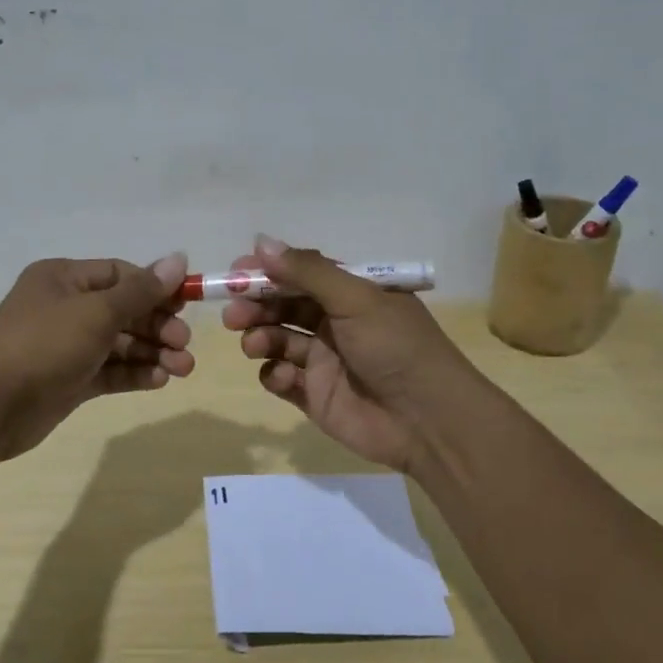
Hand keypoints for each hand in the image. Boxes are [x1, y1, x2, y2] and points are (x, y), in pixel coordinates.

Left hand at [0, 254, 193, 459]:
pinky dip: (135, 373)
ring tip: (184, 368)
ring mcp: (66, 346)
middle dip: (158, 326)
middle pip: (123, 310)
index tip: (186, 305)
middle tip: (184, 343)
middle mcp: (65, 308)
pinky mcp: (69, 380)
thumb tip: (178, 258)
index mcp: (64, 279)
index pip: (120, 275)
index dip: (155, 288)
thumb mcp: (96, 312)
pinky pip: (109, 371)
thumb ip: (141, 291)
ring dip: (153, 352)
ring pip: (120, 344)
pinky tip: (160, 380)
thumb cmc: (43, 344)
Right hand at [223, 235, 480, 475]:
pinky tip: (282, 376)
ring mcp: (324, 360)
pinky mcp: (315, 395)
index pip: (301, 273)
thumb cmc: (396, 347)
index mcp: (351, 293)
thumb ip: (307, 271)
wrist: (428, 421)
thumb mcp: (356, 299)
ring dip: (259, 337)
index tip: (236, 274)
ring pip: (277, 340)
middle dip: (255, 306)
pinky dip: (274, 374)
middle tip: (233, 313)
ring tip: (255, 344)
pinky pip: (281, 378)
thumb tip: (260, 242)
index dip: (268, 272)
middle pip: (283, 306)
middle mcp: (335, 322)